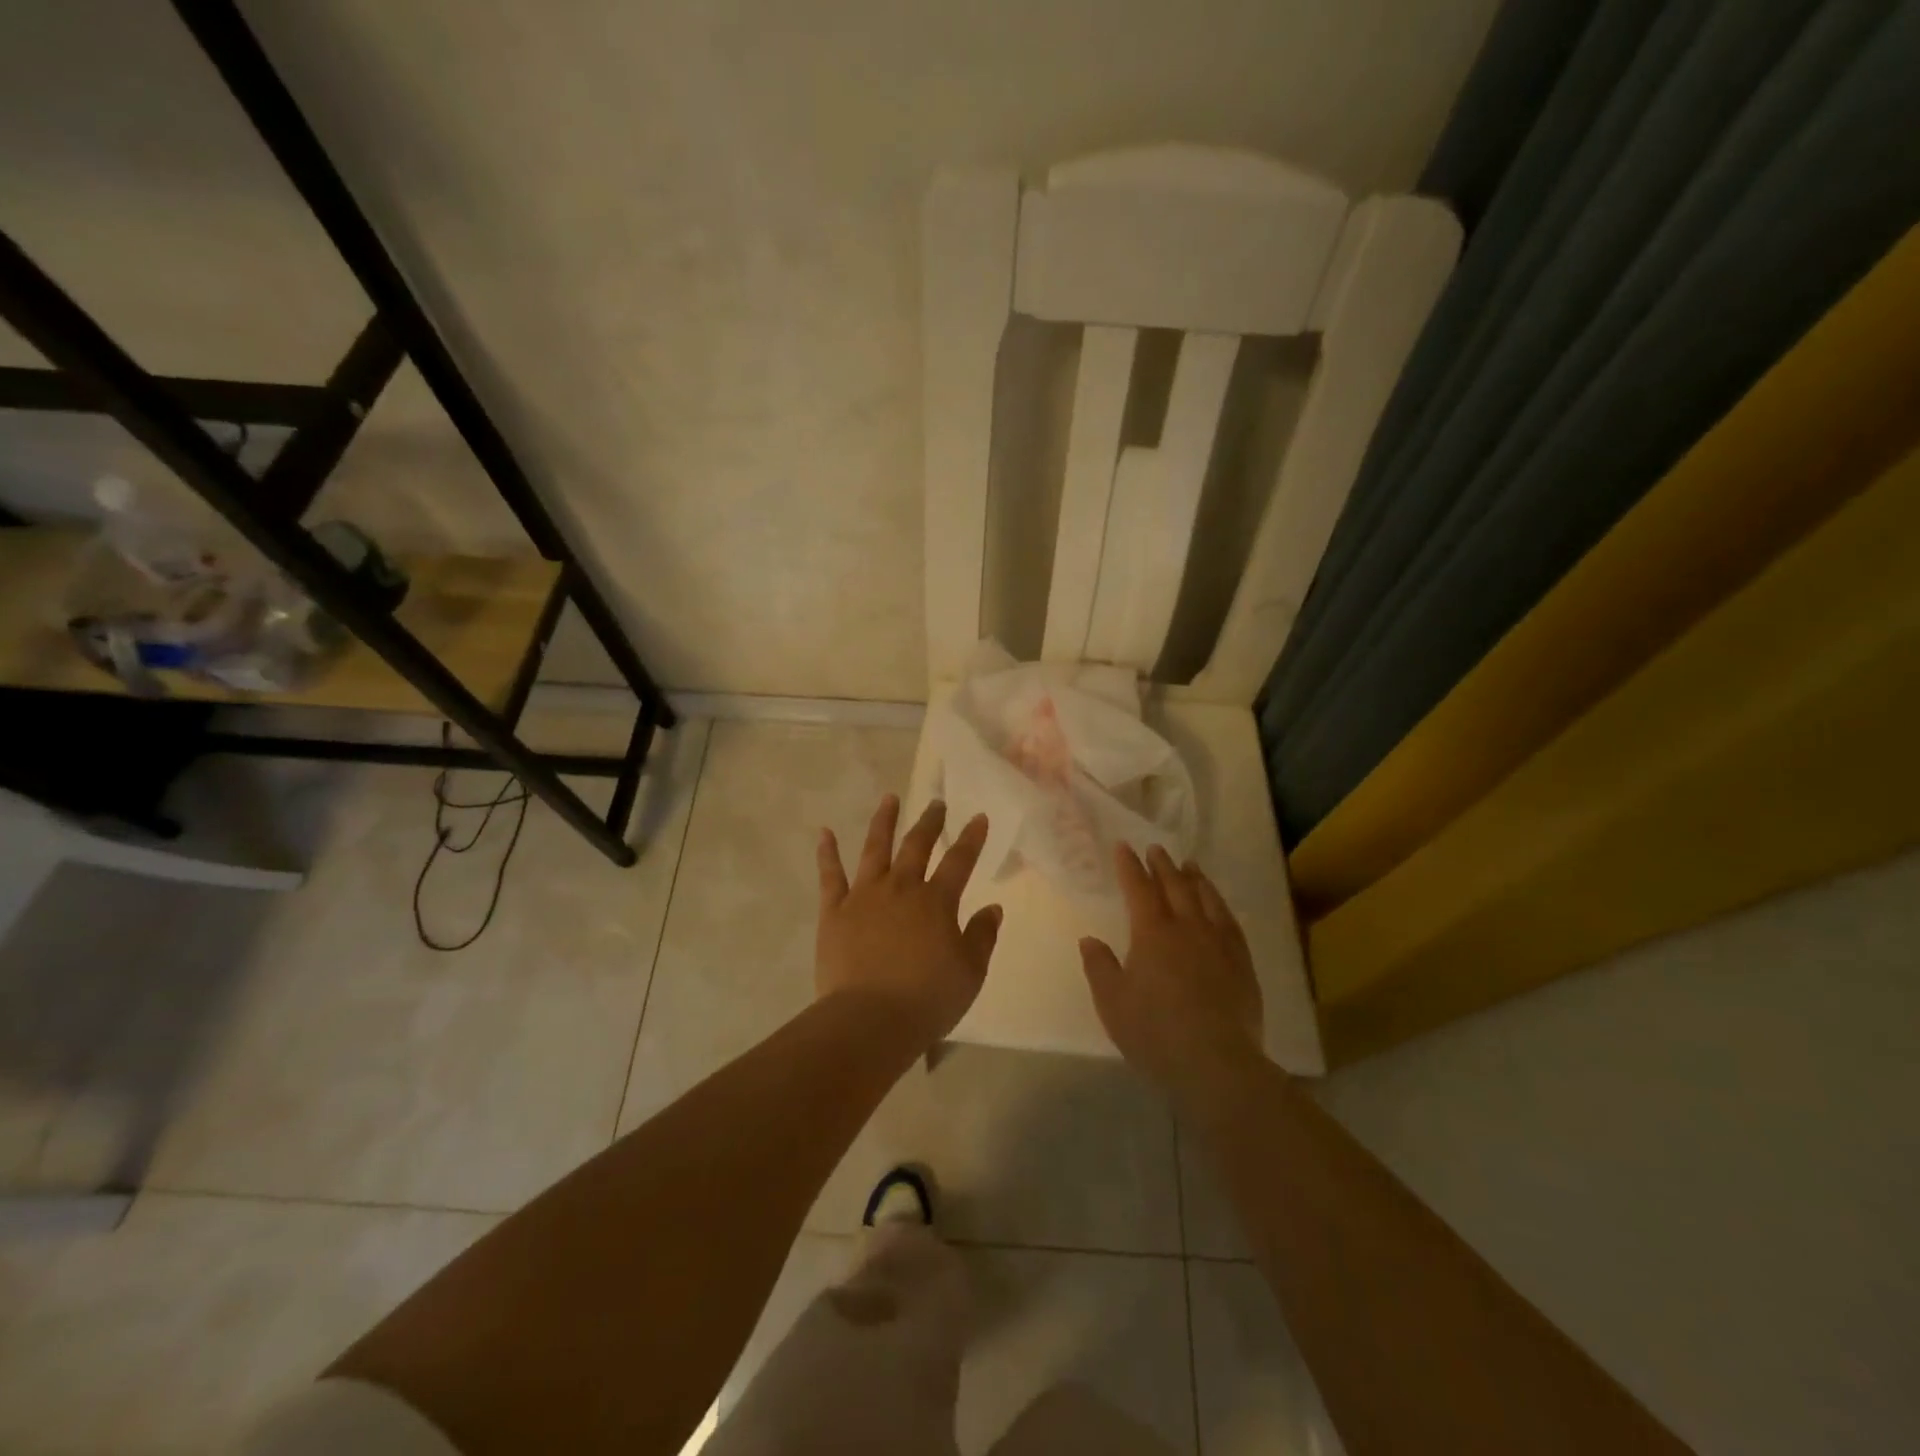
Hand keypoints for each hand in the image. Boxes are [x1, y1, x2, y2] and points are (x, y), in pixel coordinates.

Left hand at [816, 795, 1001, 1051]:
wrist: (869, 1020)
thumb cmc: (927, 999)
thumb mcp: (970, 973)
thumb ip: (982, 937)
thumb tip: (993, 908)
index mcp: (936, 902)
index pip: (960, 861)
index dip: (971, 838)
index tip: (978, 817)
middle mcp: (900, 888)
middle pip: (917, 845)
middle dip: (929, 822)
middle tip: (936, 803)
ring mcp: (864, 896)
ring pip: (875, 848)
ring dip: (884, 821)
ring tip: (890, 799)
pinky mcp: (834, 911)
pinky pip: (830, 876)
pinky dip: (827, 852)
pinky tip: (825, 832)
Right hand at [1079, 845, 1265, 1106]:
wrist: (1215, 1063)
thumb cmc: (1154, 1032)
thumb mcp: (1112, 1002)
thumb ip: (1099, 967)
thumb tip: (1090, 939)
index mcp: (1152, 933)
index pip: (1138, 889)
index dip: (1130, 866)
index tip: (1124, 847)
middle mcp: (1187, 928)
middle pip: (1174, 886)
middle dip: (1162, 865)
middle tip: (1155, 848)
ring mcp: (1218, 943)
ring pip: (1206, 899)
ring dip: (1195, 879)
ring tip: (1189, 865)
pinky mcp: (1242, 963)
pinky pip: (1230, 922)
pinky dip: (1220, 906)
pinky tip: (1218, 906)